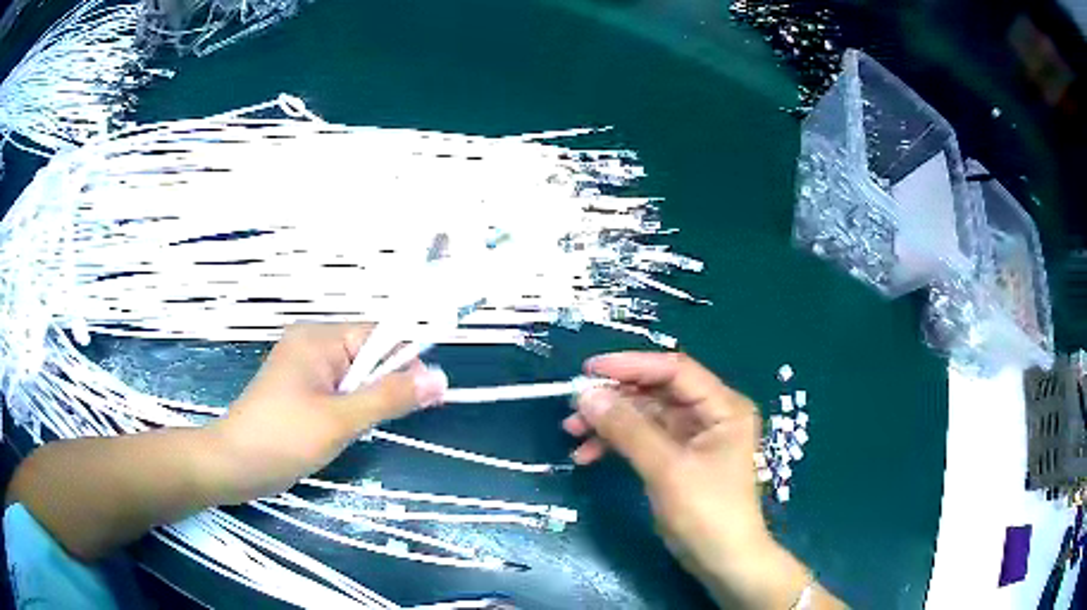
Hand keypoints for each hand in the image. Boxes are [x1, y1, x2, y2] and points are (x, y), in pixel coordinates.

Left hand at [210, 323, 447, 502]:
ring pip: (355, 379)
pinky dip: (349, 411)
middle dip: (381, 388)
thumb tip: (440, 378)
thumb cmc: (283, 438)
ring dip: (364, 404)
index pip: (378, 335)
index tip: (425, 397)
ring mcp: (303, 370)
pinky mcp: (299, 393)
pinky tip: (342, 432)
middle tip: (380, 422)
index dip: (404, 362)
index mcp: (319, 339)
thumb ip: (390, 397)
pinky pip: (338, 392)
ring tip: (354, 431)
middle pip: (367, 356)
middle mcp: (312, 345)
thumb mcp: (341, 420)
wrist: (233, 466)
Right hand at [566, 352, 802, 607]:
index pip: (674, 370)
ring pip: (646, 416)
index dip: (631, 365)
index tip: (589, 370)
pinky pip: (644, 440)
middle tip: (574, 409)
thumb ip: (628, 430)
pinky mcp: (680, 458)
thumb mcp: (667, 469)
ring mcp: (694, 437)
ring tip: (573, 434)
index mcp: (722, 406)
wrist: (723, 561)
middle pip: (657, 392)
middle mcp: (710, 414)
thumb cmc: (707, 513)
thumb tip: (587, 395)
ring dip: (610, 423)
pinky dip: (617, 444)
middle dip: (615, 399)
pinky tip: (589, 455)